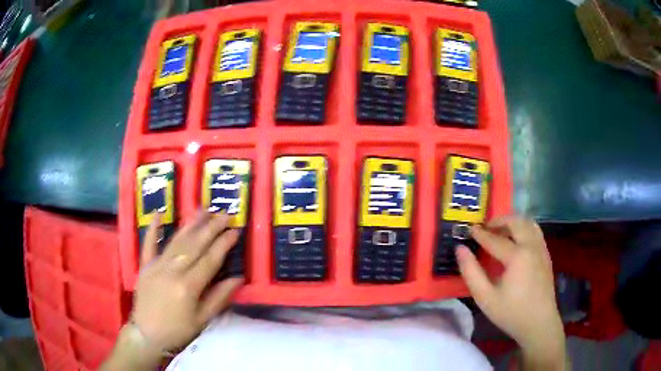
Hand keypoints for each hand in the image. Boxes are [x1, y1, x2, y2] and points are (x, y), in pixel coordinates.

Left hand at [132, 211, 243, 353]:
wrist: (147, 334)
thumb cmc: (178, 330)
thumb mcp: (202, 320)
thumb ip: (219, 298)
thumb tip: (238, 278)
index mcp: (188, 286)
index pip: (210, 260)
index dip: (224, 244)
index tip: (235, 231)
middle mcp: (172, 271)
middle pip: (194, 245)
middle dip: (211, 228)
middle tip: (224, 214)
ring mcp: (156, 265)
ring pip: (176, 240)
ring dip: (191, 224)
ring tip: (203, 209)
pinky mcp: (145, 265)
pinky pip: (148, 243)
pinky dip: (153, 228)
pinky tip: (159, 213)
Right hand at [456, 216, 565, 368]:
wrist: (539, 323)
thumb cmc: (511, 313)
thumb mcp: (485, 297)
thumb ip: (471, 272)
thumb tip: (460, 249)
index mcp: (517, 256)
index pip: (495, 239)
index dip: (480, 234)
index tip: (469, 229)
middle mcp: (531, 246)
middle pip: (515, 222)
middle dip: (499, 221)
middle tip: (485, 228)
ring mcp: (541, 249)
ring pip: (528, 223)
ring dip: (513, 222)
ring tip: (501, 231)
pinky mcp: (546, 254)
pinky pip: (535, 231)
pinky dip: (524, 228)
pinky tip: (517, 241)